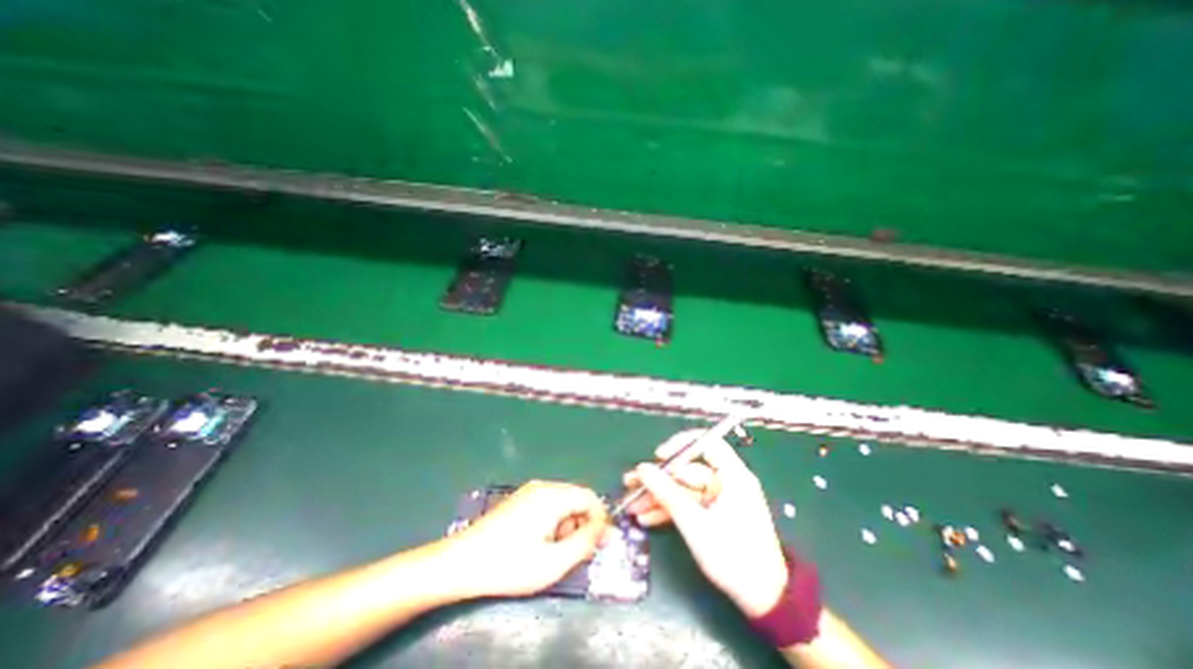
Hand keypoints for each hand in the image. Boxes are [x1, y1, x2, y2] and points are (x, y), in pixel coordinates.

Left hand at [449, 478, 609, 598]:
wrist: (462, 561)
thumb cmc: (509, 564)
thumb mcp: (553, 562)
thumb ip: (584, 543)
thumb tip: (606, 529)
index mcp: (553, 496)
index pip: (590, 497)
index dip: (599, 519)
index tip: (600, 543)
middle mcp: (543, 486)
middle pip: (577, 497)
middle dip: (583, 523)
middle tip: (575, 552)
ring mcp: (530, 490)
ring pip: (563, 500)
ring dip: (568, 523)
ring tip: (555, 550)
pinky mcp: (521, 498)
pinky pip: (549, 502)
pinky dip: (555, 519)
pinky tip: (541, 541)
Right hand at [628, 427, 789, 616]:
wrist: (763, 600)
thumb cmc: (733, 557)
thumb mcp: (695, 524)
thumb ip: (667, 493)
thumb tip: (643, 470)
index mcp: (732, 476)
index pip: (706, 443)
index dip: (680, 445)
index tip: (659, 457)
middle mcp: (726, 482)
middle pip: (687, 469)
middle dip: (658, 478)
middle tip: (632, 483)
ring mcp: (719, 499)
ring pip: (683, 489)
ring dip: (658, 496)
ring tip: (632, 504)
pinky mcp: (714, 514)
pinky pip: (688, 504)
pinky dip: (670, 509)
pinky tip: (648, 517)